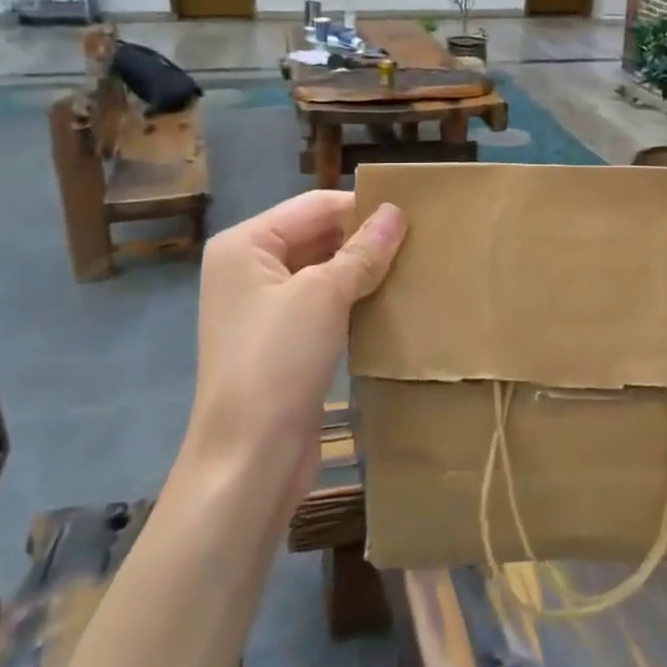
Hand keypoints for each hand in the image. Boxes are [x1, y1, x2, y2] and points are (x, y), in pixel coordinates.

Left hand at [184, 191, 406, 503]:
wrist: (249, 460)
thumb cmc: (278, 362)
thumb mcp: (324, 295)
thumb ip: (362, 251)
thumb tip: (396, 212)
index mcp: (245, 245)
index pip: (315, 206)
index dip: (362, 207)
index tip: (415, 213)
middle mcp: (249, 268)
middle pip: (317, 235)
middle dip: (364, 238)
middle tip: (421, 239)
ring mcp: (264, 307)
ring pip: (323, 270)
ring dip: (363, 269)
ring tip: (414, 265)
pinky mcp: (282, 341)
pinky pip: (323, 303)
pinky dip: (354, 299)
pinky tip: (390, 300)